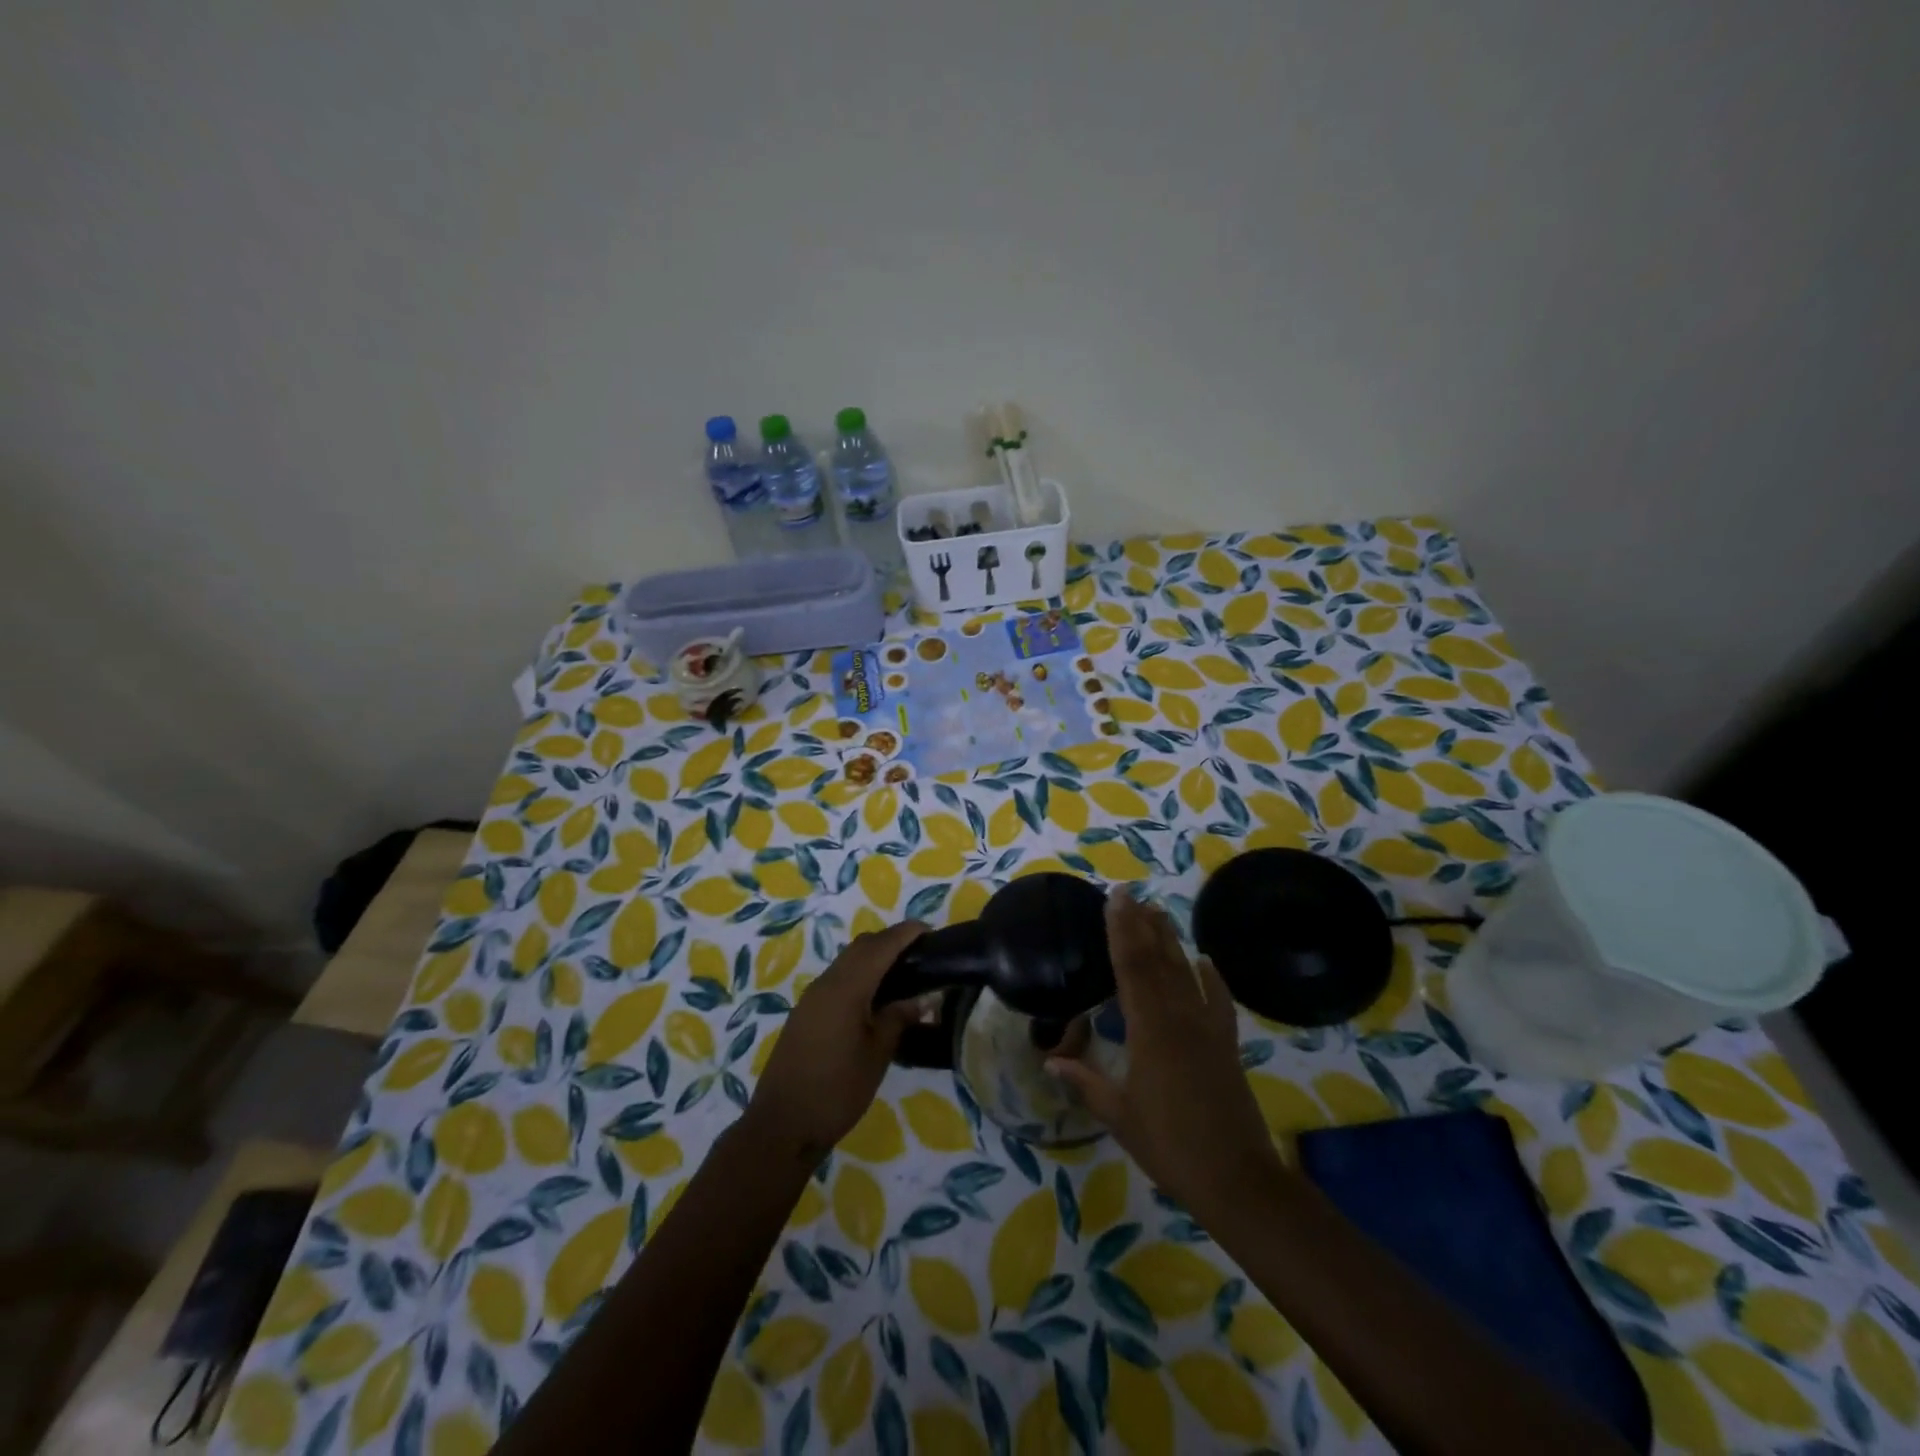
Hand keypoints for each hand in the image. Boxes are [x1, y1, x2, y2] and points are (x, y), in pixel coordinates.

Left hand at [744, 920, 927, 1162]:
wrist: (783, 1125)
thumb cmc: (837, 1091)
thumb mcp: (878, 1055)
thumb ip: (899, 1018)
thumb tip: (922, 998)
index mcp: (846, 988)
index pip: (881, 946)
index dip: (906, 933)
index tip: (930, 930)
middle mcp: (826, 983)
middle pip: (861, 947)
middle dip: (890, 941)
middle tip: (920, 954)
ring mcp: (811, 998)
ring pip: (847, 961)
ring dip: (873, 958)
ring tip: (902, 974)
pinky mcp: (805, 1013)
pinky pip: (837, 979)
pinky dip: (859, 975)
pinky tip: (874, 998)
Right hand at [1047, 887, 1281, 1214]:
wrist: (1236, 1177)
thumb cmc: (1169, 1145)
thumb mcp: (1119, 1115)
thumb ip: (1085, 1082)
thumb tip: (1050, 1060)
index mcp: (1149, 1029)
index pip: (1131, 967)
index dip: (1120, 930)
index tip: (1113, 900)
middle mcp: (1179, 1017)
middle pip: (1158, 960)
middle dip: (1141, 924)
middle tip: (1129, 894)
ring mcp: (1207, 1028)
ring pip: (1185, 972)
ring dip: (1170, 940)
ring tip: (1157, 911)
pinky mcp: (1227, 1044)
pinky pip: (1220, 1002)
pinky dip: (1213, 979)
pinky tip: (1206, 961)